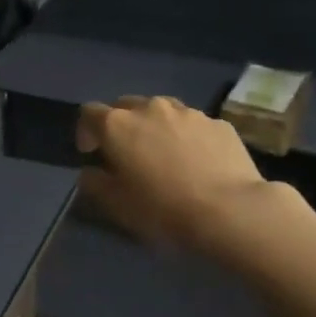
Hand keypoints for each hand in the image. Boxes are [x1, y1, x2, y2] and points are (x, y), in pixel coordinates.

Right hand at [76, 95, 275, 252]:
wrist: (229, 210)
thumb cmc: (163, 209)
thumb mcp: (116, 205)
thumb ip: (94, 184)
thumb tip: (90, 172)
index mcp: (118, 125)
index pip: (89, 113)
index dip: (86, 132)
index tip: (91, 154)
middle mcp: (150, 108)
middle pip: (125, 105)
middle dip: (121, 125)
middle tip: (126, 153)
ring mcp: (188, 112)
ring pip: (161, 110)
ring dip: (154, 127)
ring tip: (163, 155)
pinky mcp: (218, 122)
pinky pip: (192, 124)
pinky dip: (186, 137)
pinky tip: (196, 163)